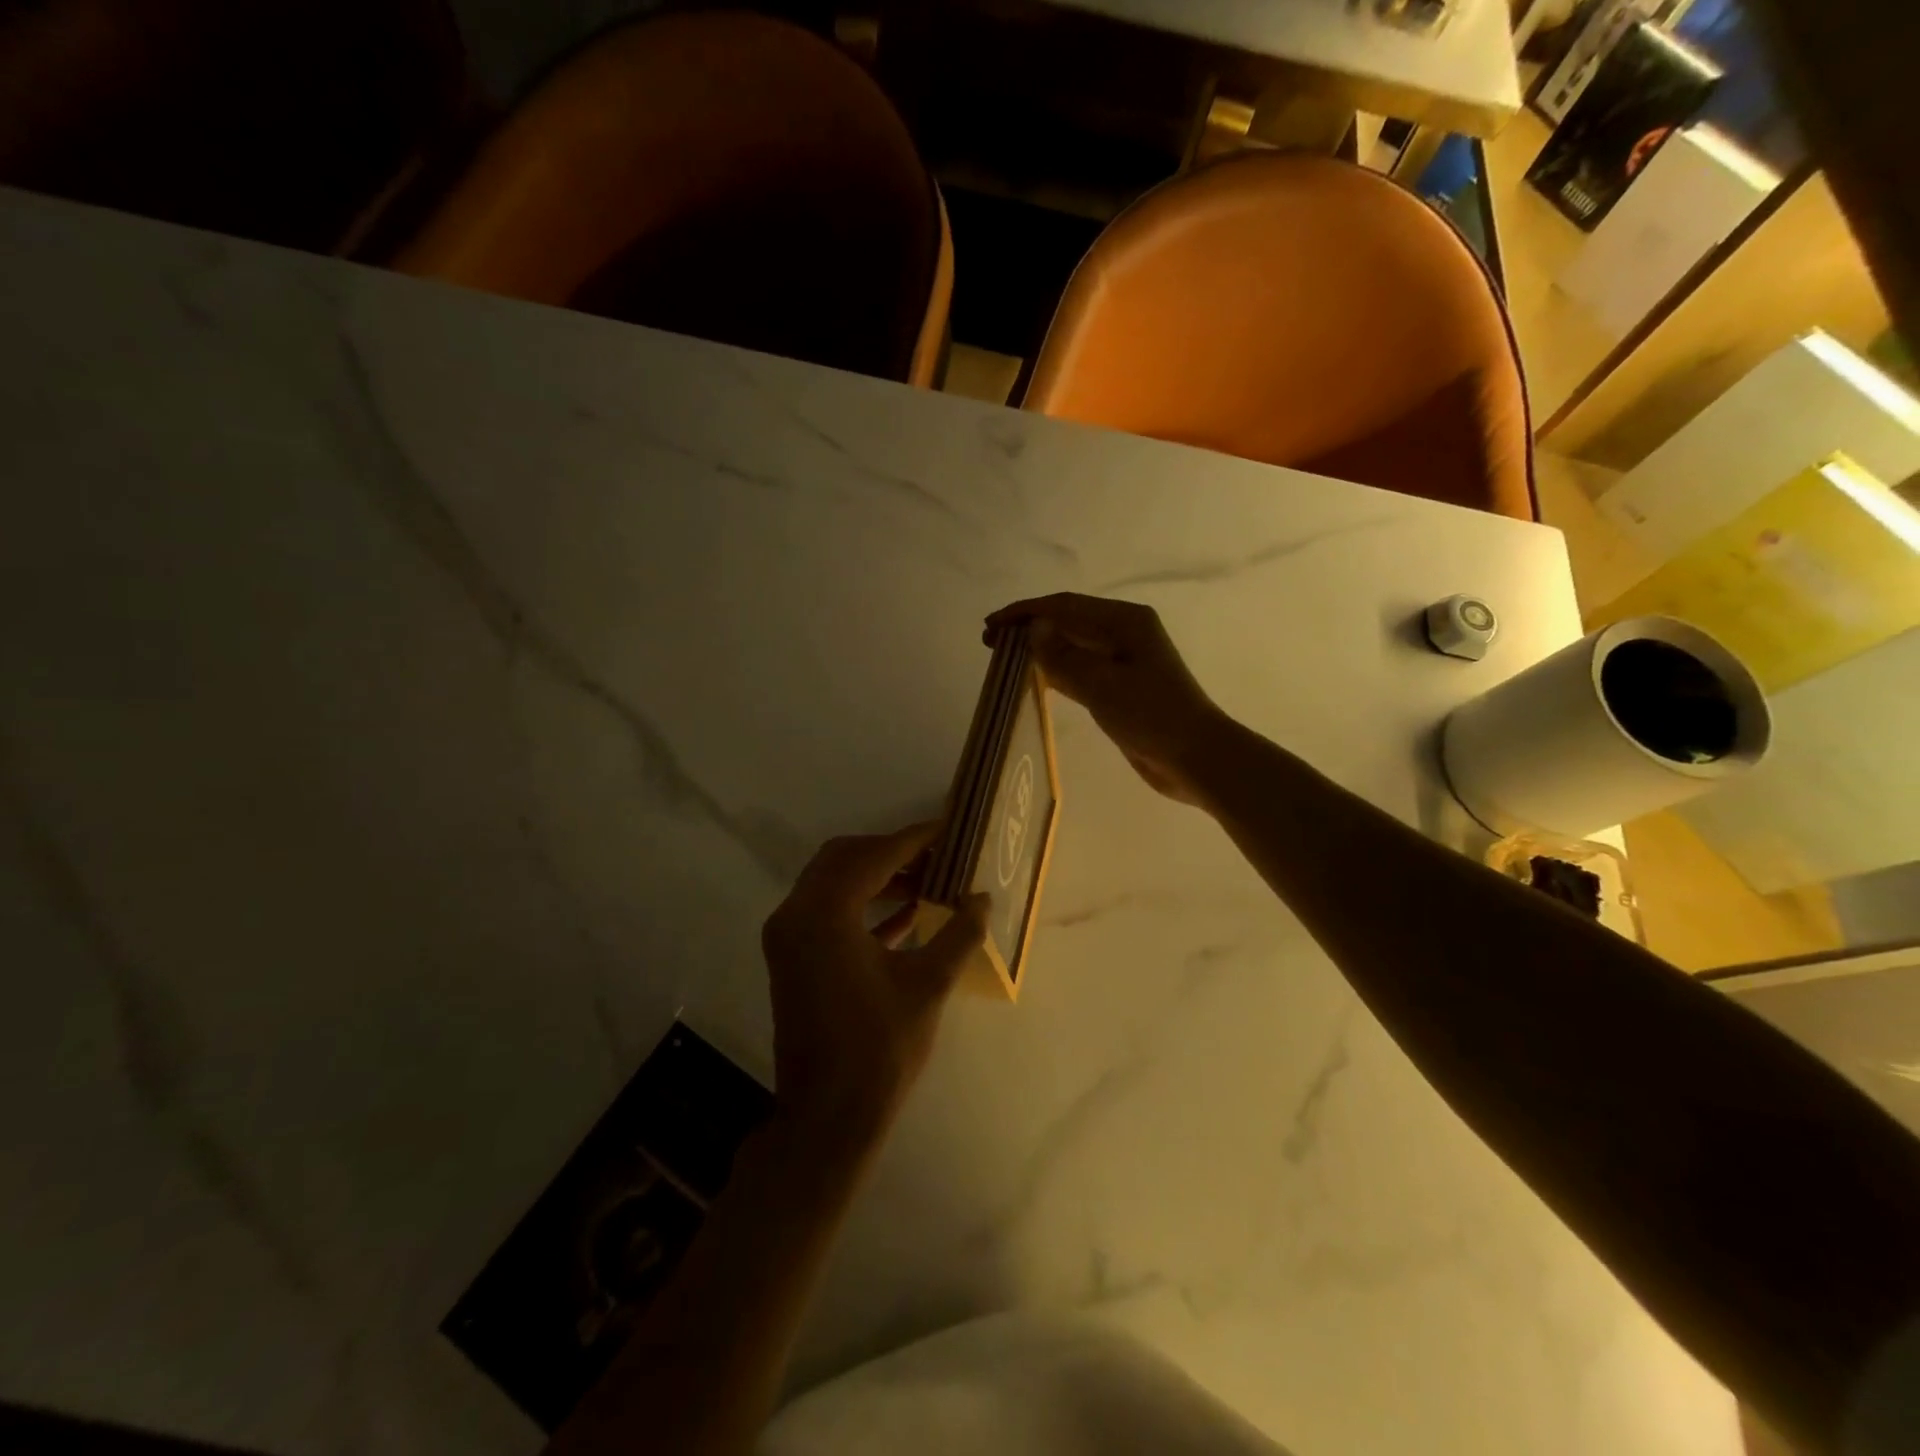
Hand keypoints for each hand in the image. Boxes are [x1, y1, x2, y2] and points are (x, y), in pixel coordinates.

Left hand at [762, 823, 988, 1153]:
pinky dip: (862, 904)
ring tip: (928, 882)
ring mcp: (788, 936)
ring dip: (877, 876)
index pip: (873, 856)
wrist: (828, 1117)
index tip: (948, 829)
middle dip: (892, 852)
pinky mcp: (792, 957)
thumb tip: (982, 898)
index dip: (913, 839)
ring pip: (833, 882)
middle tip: (936, 856)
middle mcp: (796, 913)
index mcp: (824, 913)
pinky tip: (906, 915)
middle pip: (845, 858)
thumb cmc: (880, 1048)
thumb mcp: (929, 984)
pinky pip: (827, 911)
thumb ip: (959, 933)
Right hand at [987, 593, 1230, 805]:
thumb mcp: (1102, 683)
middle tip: (991, 643)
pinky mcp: (1121, 688)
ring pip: (1072, 647)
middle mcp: (1124, 633)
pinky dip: (1056, 672)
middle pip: (1068, 622)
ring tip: (1005, 659)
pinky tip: (1034, 678)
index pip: (1064, 607)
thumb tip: (1034, 627)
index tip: (991, 626)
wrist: (1194, 757)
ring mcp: (1124, 661)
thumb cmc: (1151, 714)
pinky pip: (1080, 671)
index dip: (1025, 613)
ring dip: (1040, 650)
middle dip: (1029, 629)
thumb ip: (1064, 655)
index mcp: (1125, 621)